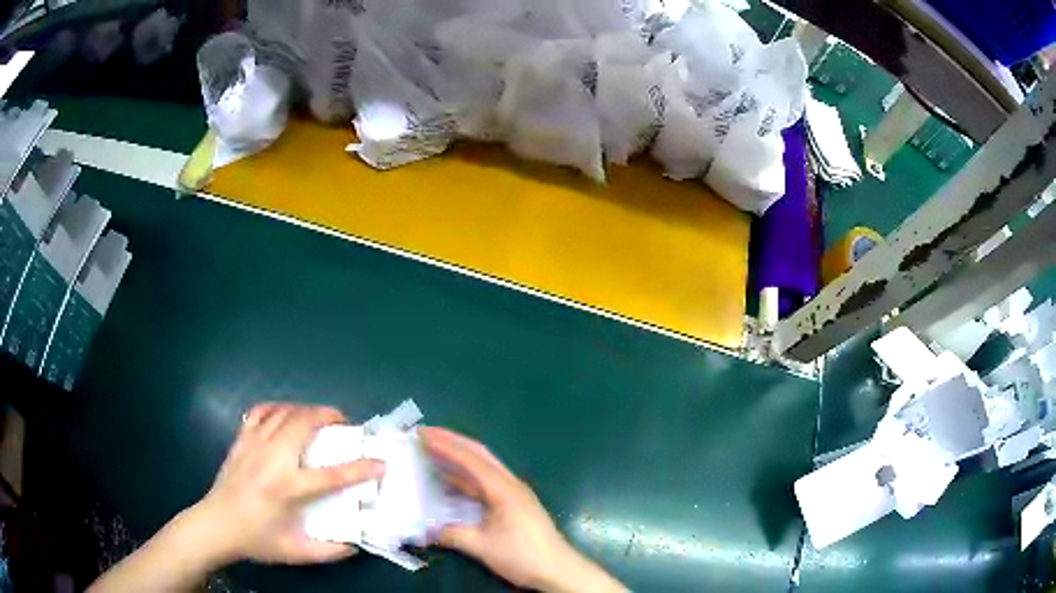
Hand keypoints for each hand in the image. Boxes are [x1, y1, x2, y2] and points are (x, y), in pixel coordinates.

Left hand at [191, 403, 385, 564]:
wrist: (216, 525)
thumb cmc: (255, 539)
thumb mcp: (295, 552)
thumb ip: (328, 552)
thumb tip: (354, 544)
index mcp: (287, 488)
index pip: (332, 474)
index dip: (361, 467)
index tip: (380, 463)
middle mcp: (272, 459)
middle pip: (303, 423)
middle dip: (329, 416)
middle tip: (344, 423)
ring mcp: (253, 444)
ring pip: (283, 412)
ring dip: (305, 409)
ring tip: (319, 416)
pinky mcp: (241, 440)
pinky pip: (260, 411)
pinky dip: (277, 406)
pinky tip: (285, 413)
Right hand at [420, 427, 624, 592]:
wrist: (558, 569)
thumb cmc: (523, 556)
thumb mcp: (483, 547)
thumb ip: (452, 535)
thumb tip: (424, 530)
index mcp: (504, 489)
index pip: (471, 460)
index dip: (445, 445)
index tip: (422, 435)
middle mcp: (510, 484)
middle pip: (479, 454)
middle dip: (452, 442)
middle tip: (425, 435)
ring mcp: (514, 493)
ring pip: (483, 467)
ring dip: (459, 458)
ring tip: (432, 452)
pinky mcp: (514, 504)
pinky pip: (486, 482)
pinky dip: (466, 477)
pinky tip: (451, 482)